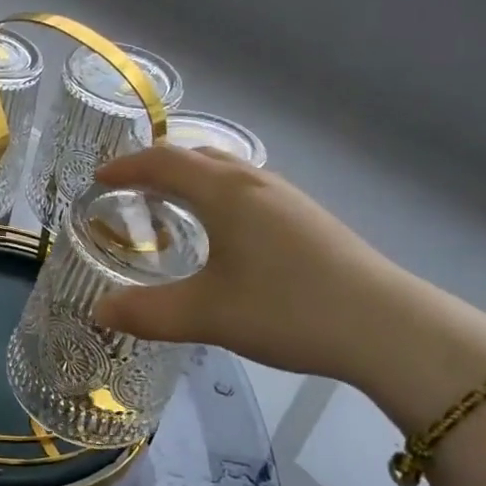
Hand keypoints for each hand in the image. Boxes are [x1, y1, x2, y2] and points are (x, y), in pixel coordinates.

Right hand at [86, 145, 416, 389]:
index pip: (164, 161)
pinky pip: (248, 193)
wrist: (386, 327)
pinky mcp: (309, 220)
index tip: (98, 179)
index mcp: (225, 192)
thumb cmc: (287, 309)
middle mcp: (255, 183)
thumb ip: (147, 313)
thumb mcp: (207, 315)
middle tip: (130, 194)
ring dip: (192, 183)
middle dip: (158, 169)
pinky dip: (219, 200)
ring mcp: (288, 199)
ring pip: (227, 174)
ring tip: (173, 212)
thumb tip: (100, 310)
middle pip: (197, 158)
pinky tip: (225, 238)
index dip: (126, 167)